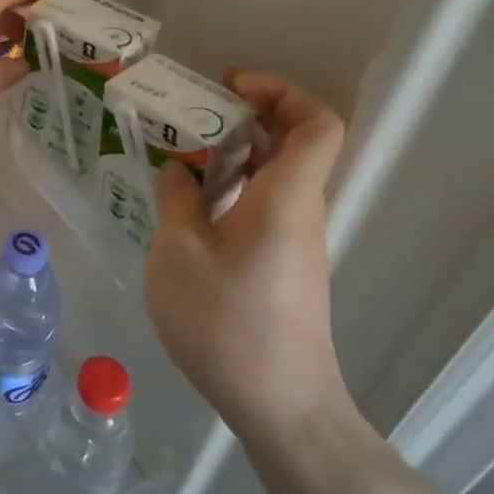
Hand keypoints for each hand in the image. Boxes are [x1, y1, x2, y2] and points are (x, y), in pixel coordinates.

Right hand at [145, 70, 352, 444]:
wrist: (281, 407)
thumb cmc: (227, 324)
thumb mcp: (179, 254)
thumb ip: (177, 201)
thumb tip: (179, 168)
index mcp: (285, 198)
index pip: (316, 125)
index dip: (281, 91)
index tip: (229, 86)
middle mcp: (300, 212)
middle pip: (295, 144)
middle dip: (248, 115)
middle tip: (192, 112)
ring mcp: (296, 242)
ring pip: (276, 177)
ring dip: (235, 153)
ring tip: (179, 152)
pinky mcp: (284, 267)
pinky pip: (265, 206)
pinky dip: (232, 188)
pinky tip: (188, 205)